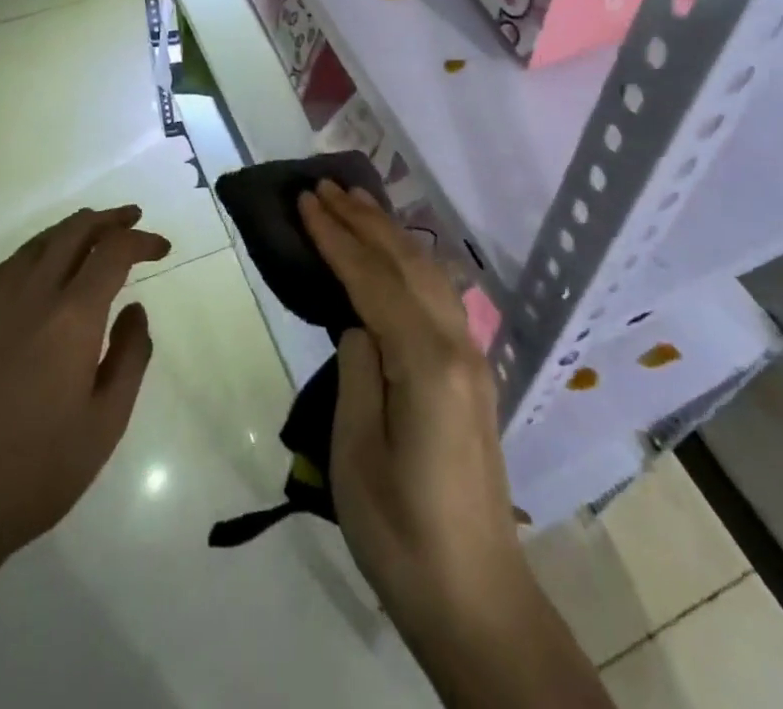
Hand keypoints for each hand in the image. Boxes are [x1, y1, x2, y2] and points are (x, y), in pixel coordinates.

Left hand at [0, 205, 170, 581]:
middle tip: (134, 218)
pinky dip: (37, 249)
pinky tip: (43, 264)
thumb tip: (135, 310)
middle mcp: (32, 297)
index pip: (113, 253)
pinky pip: (9, 266)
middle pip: (73, 233)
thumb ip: (130, 357)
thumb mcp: (106, 422)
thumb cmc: (37, 472)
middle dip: (109, 220)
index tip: (162, 249)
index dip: (142, 241)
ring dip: (73, 229)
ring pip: (39, 243)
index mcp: (71, 318)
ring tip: (96, 232)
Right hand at [301, 184, 610, 708]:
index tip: (306, 201)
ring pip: (427, 272)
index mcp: (425, 362)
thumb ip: (357, 372)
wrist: (476, 596)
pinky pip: (438, 294)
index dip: (336, 237)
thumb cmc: (402, 533)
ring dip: (388, 233)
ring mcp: (471, 356)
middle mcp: (456, 344)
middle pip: (405, 263)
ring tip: (354, 202)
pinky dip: (409, 261)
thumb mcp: (356, 455)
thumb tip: (357, 322)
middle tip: (323, 186)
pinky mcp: (472, 372)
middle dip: (362, 220)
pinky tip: (394, 254)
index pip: (373, 279)